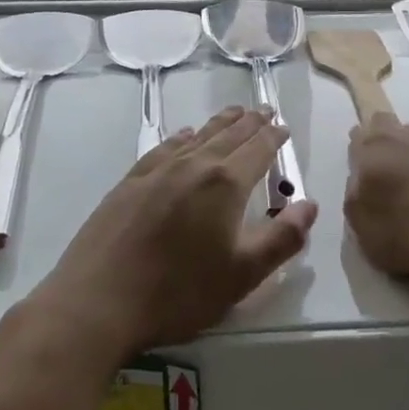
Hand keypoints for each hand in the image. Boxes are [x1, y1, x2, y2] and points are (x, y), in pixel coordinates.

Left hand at [32, 107, 318, 361]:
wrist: (98, 300)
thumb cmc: (178, 292)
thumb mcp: (243, 275)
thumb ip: (282, 238)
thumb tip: (309, 204)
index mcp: (225, 184)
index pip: (258, 150)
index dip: (274, 137)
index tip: (283, 127)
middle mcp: (193, 165)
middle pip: (229, 135)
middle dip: (251, 122)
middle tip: (265, 109)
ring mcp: (158, 170)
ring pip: (198, 136)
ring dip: (220, 123)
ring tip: (234, 113)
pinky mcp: (131, 181)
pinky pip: (165, 147)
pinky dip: (182, 137)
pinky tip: (185, 136)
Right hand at [344, 116, 408, 297]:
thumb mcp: (362, 228)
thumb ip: (355, 195)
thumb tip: (361, 179)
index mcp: (375, 149)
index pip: (358, 134)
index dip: (358, 154)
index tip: (362, 177)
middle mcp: (405, 138)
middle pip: (385, 125)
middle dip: (381, 143)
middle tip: (383, 178)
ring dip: (408, 154)